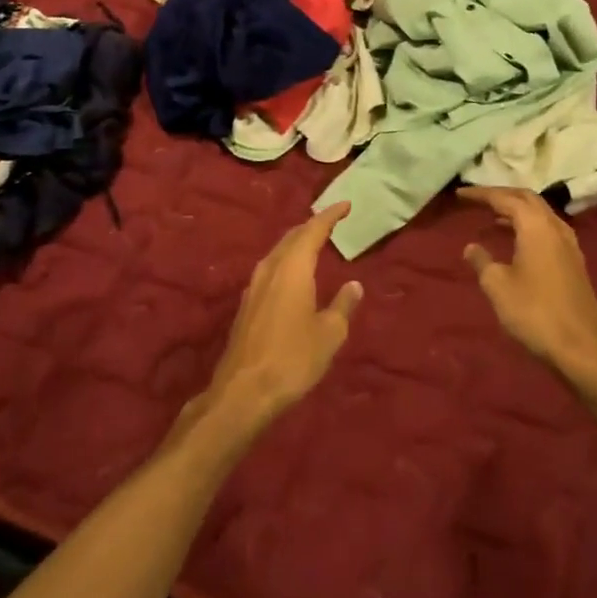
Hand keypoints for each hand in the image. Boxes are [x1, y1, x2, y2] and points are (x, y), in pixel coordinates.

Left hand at [192, 202, 362, 433]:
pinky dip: (286, 263)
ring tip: (313, 244)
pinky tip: (292, 276)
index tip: (345, 205)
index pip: (313, 230)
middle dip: (312, 227)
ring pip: (278, 253)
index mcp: (293, 267)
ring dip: (296, 244)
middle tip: (331, 222)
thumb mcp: (329, 334)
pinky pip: (270, 270)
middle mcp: (271, 268)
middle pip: (292, 237)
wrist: (243, 392)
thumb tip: (353, 285)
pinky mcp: (246, 305)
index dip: (330, 215)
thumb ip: (342, 305)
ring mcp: (254, 286)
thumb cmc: (293, 359)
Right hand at [460, 186, 596, 391]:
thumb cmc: (535, 313)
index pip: (505, 198)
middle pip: (527, 199)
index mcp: (535, 226)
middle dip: (502, 195)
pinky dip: (529, 225)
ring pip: (540, 213)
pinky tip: (517, 240)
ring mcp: (569, 244)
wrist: (582, 349)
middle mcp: (555, 227)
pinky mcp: (574, 261)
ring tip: (494, 216)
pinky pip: (548, 229)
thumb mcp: (498, 287)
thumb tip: (471, 246)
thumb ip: (482, 261)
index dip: (481, 194)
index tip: (460, 194)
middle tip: (479, 200)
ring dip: (517, 210)